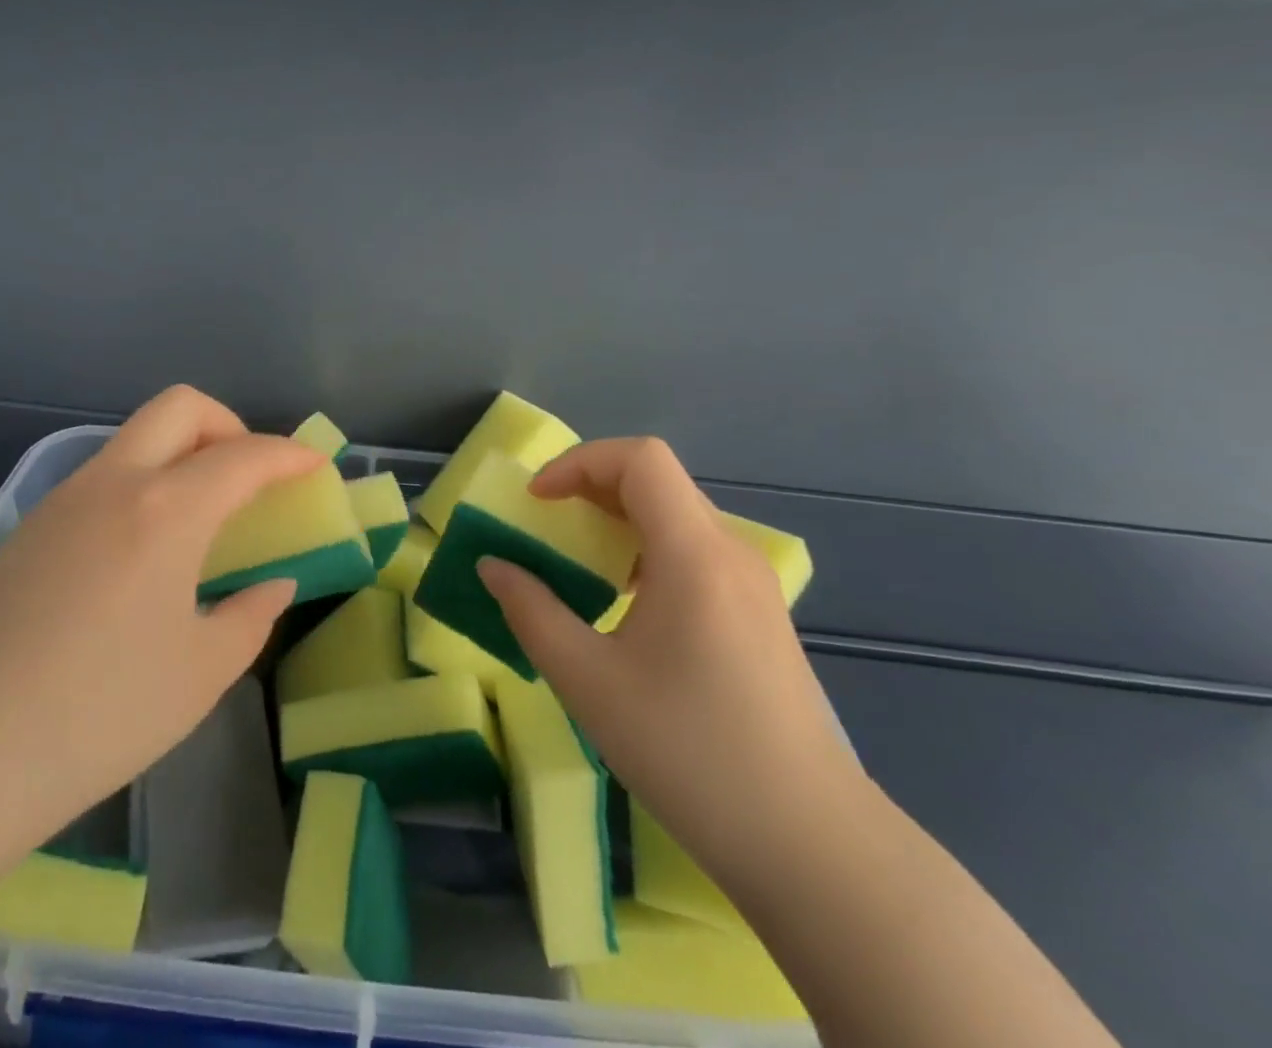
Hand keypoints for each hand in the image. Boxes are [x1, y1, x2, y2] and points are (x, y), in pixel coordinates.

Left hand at [0, 385, 320, 859]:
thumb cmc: (96, 715)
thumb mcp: (200, 675)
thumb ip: (249, 617)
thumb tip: (272, 585)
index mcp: (166, 511)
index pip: (244, 457)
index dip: (289, 456)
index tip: (316, 468)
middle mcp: (114, 483)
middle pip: (180, 408)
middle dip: (229, 425)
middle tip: (249, 478)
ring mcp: (62, 500)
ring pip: (135, 439)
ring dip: (180, 455)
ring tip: (199, 522)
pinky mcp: (27, 528)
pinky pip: (101, 478)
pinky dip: (141, 486)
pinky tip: (138, 556)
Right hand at [478, 438, 860, 881]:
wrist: (812, 845)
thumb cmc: (690, 753)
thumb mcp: (589, 681)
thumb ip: (531, 612)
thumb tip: (493, 567)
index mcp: (694, 554)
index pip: (640, 459)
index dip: (578, 462)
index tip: (538, 502)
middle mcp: (730, 552)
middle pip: (657, 480)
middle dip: (590, 487)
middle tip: (545, 525)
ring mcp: (752, 584)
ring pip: (676, 515)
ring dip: (617, 520)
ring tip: (576, 563)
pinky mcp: (760, 615)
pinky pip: (693, 552)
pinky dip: (645, 551)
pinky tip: (624, 604)